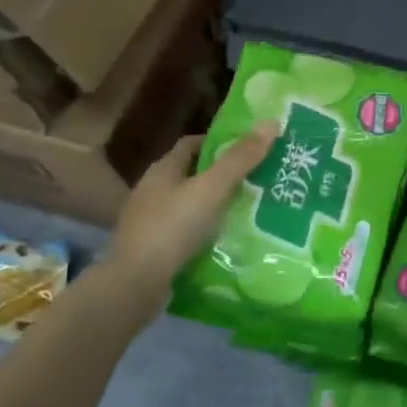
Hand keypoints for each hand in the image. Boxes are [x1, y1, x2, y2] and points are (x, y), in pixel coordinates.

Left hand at [107, 122, 277, 291]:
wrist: (135, 284)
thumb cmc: (173, 227)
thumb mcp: (212, 189)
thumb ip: (241, 159)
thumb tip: (271, 122)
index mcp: (162, 170)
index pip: (192, 144)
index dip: (219, 143)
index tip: (248, 150)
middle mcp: (152, 191)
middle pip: (192, 175)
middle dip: (222, 176)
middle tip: (257, 181)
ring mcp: (149, 222)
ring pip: (189, 205)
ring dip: (214, 207)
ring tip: (248, 212)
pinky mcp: (153, 250)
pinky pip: (185, 233)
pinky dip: (205, 233)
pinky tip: (226, 241)